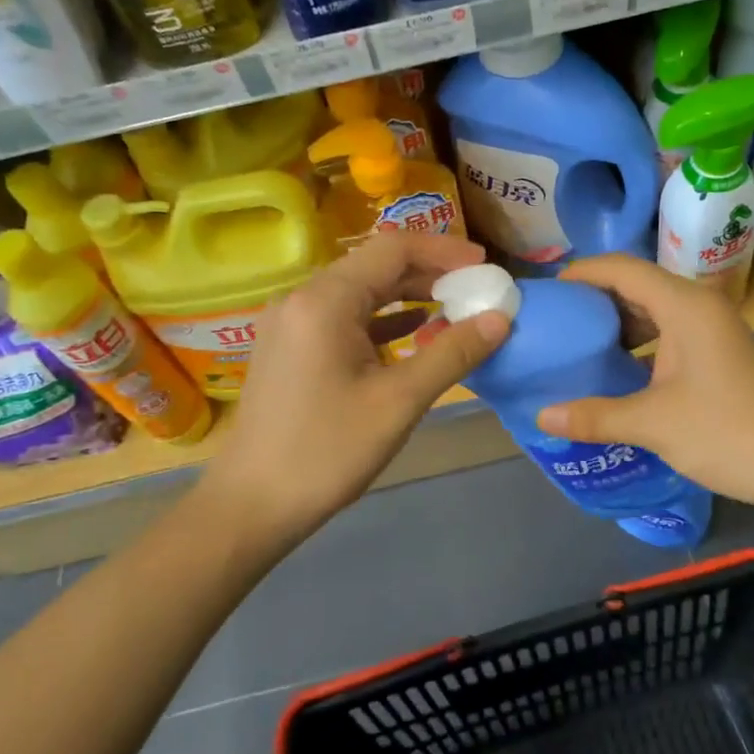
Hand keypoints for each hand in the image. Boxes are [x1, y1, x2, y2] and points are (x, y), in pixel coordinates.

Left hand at [202, 233, 508, 549]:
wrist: (252, 504)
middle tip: (478, 290)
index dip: (443, 250)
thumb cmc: (326, 451)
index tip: (485, 266)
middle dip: (430, 274)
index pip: (393, 249)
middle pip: (375, 266)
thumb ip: (452, 353)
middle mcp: (303, 298)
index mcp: (325, 300)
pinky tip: (415, 332)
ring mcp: (292, 323)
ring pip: (360, 292)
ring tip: (456, 309)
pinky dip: (383, 320)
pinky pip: (345, 317)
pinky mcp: (291, 347)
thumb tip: (501, 318)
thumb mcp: (399, 401)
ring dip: (408, 296)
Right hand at [535, 255, 753, 507]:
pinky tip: (616, 370)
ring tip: (576, 345)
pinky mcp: (719, 354)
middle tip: (554, 322)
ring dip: (617, 324)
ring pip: (654, 310)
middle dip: (595, 300)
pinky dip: (639, 344)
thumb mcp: (653, 424)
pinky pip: (668, 333)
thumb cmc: (728, 433)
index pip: (622, 269)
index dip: (582, 274)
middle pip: (637, 285)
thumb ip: (595, 416)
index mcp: (685, 306)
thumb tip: (542, 416)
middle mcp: (699, 307)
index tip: (547, 294)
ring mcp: (712, 330)